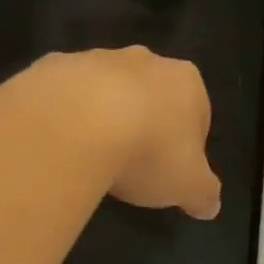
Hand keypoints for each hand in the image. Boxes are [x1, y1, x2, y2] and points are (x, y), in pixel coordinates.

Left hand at [38, 48, 221, 219]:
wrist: (74, 124)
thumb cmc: (147, 150)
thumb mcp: (188, 186)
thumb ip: (204, 194)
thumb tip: (210, 205)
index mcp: (186, 81)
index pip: (197, 112)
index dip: (187, 145)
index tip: (171, 172)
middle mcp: (144, 60)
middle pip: (150, 94)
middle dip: (144, 123)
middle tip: (132, 164)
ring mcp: (95, 58)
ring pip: (105, 89)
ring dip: (102, 116)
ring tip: (91, 157)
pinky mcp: (54, 66)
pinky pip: (64, 93)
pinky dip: (64, 114)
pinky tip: (60, 144)